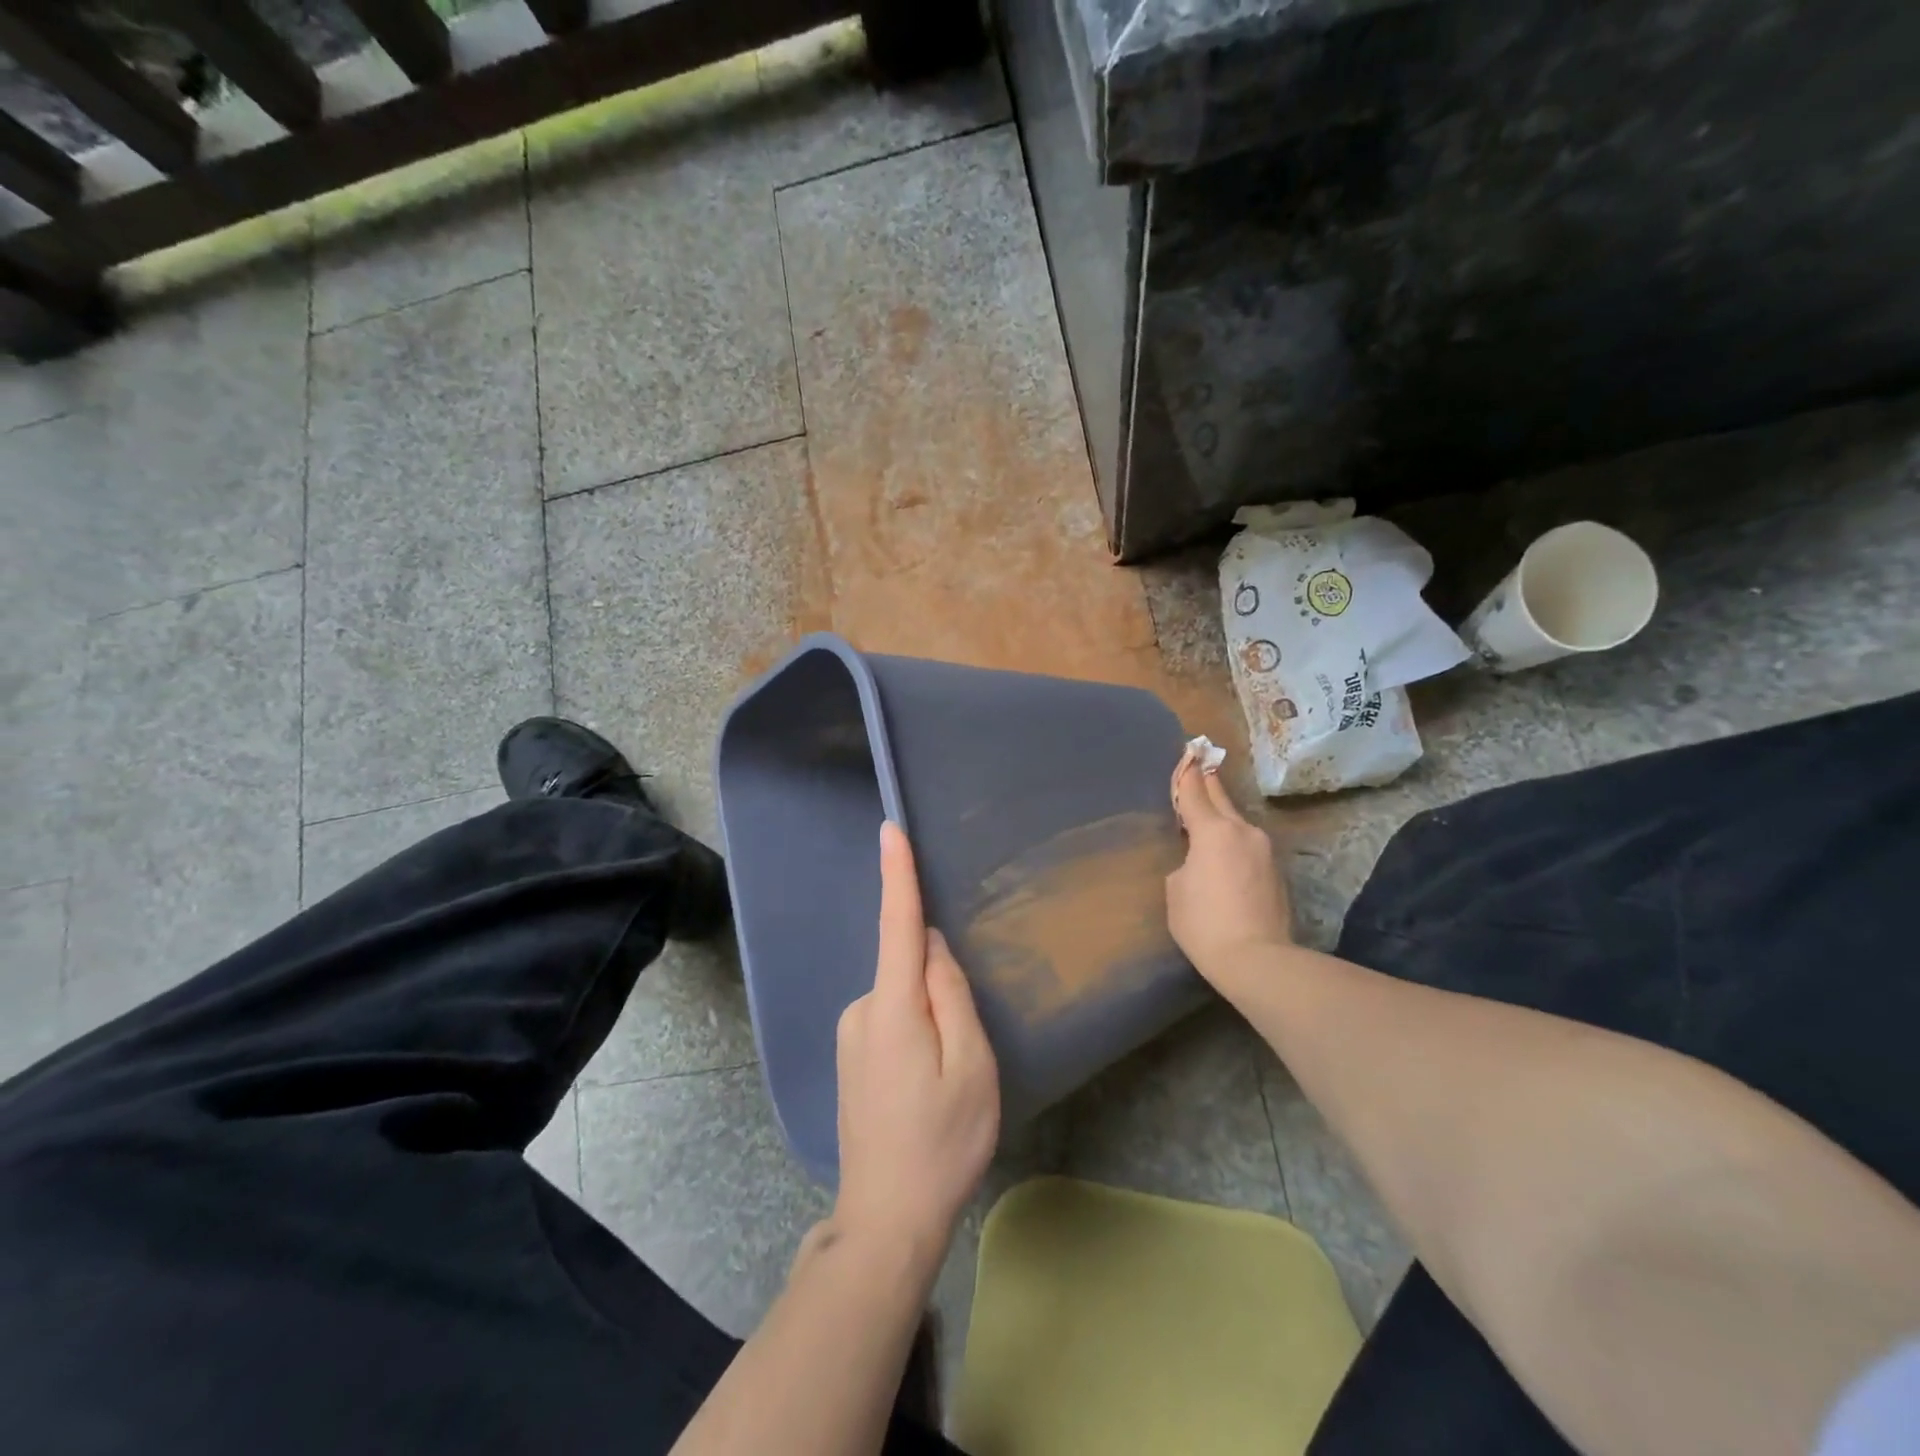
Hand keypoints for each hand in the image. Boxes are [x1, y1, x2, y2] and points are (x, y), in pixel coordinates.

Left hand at [832, 823, 999, 1271]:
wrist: (887, 1218)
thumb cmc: (942, 1142)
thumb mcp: (971, 1066)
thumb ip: (951, 995)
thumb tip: (928, 945)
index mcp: (892, 1007)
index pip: (896, 925)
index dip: (897, 875)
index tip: (890, 829)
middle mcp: (860, 1009)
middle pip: (908, 967)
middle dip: (940, 982)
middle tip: (965, 1049)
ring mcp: (849, 1034)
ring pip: (902, 996)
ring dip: (930, 1014)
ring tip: (947, 1079)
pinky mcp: (849, 1054)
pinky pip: (890, 1018)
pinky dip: (914, 1029)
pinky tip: (925, 1084)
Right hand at [1166, 753, 1293, 984]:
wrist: (1258, 960)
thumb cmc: (1204, 923)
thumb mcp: (1176, 889)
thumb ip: (1186, 862)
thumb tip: (1200, 861)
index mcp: (1213, 831)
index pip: (1195, 792)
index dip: (1187, 773)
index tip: (1187, 753)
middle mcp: (1242, 831)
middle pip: (1221, 797)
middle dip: (1208, 781)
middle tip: (1201, 761)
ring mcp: (1264, 850)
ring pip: (1237, 823)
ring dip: (1222, 816)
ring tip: (1207, 817)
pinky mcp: (1276, 872)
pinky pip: (1248, 845)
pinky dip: (1233, 842)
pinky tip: (1224, 856)